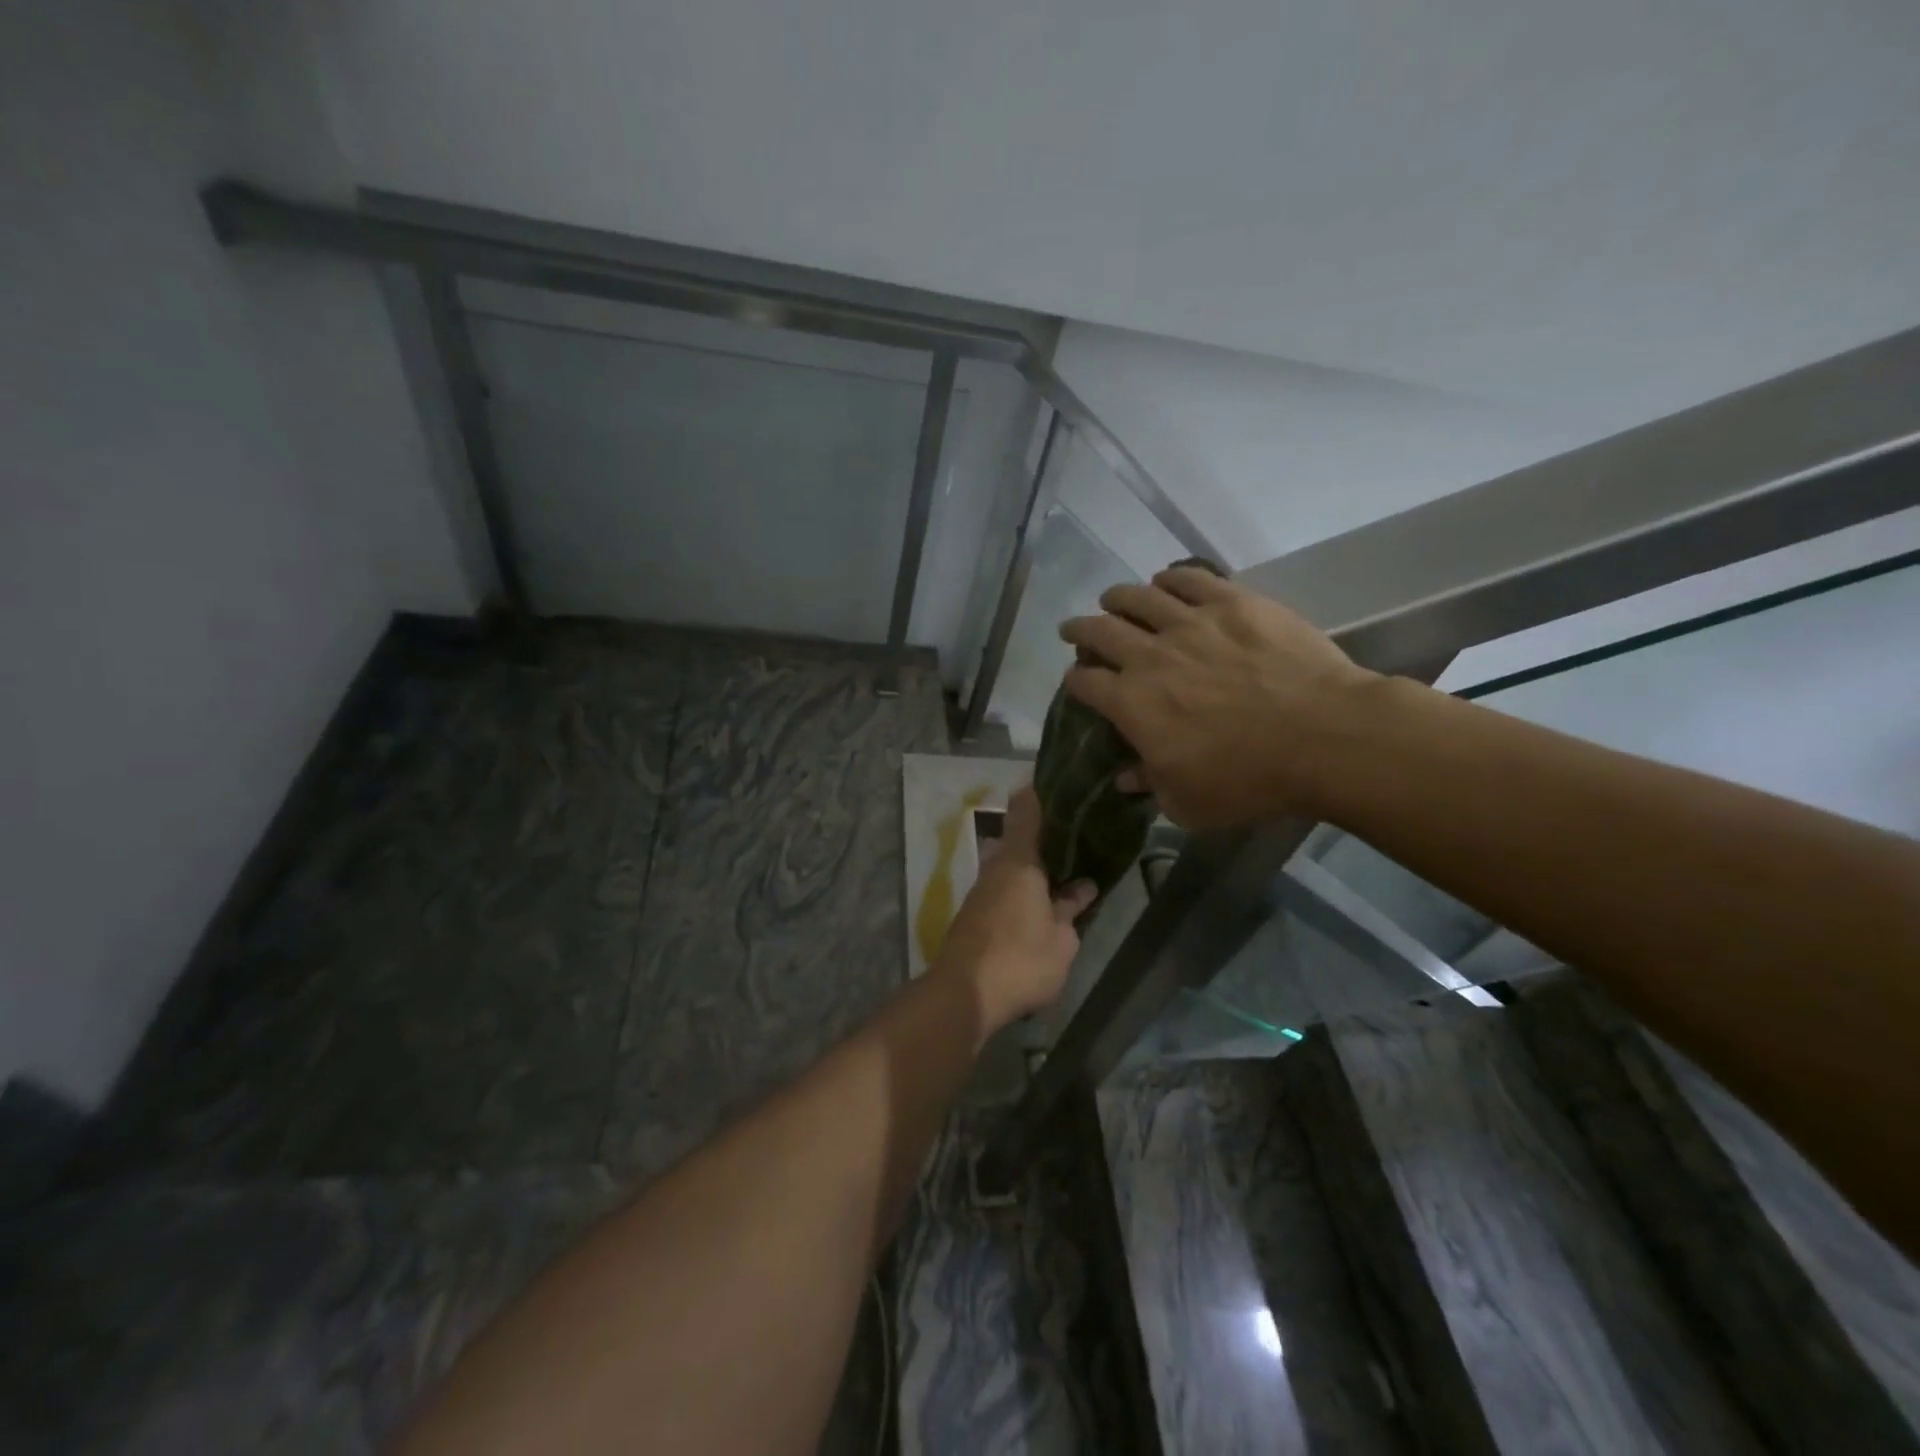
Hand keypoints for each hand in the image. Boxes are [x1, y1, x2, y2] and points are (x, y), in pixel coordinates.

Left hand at [933, 787, 1095, 1037]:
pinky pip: (1003, 885)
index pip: (1025, 810)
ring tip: (1064, 866)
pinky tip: (1041, 898)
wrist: (964, 994)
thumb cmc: (1021, 960)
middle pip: (1018, 837)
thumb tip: (1083, 887)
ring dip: (1033, 863)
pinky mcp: (974, 912)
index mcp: (1019, 860)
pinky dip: (1022, 884)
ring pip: (1010, 863)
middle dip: (1044, 834)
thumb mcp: (1061, 940)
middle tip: (1075, 832)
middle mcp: (996, 866)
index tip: (1059, 783)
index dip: (1039, 792)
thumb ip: (1071, 909)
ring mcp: (981, 889)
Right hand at [1059, 566, 1378, 829]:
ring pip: (1138, 597)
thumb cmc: (1249, 779)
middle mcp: (1149, 655)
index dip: (1075, 682)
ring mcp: (1190, 623)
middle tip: (1073, 630)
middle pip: (1099, 632)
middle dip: (1080, 631)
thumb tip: (1124, 778)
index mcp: (1131, 703)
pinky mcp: (1231, 602)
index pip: (1086, 684)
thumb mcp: (1188, 803)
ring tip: (1112, 599)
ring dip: (1117, 598)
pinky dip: (1170, 578)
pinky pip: (1190, 578)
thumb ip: (1149, 786)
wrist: (1323, 736)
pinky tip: (1165, 580)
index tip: (1076, 681)